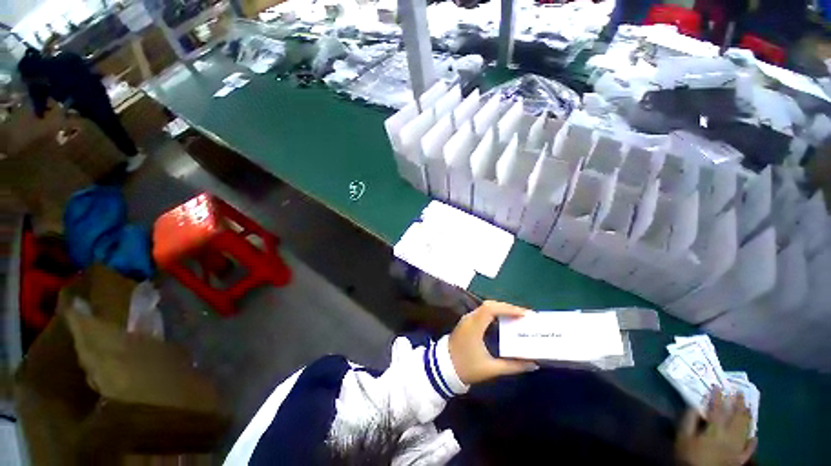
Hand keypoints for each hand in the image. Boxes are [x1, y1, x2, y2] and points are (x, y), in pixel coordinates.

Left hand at [448, 301, 537, 384]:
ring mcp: (466, 319)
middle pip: (489, 305)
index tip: (524, 314)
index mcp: (474, 326)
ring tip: (516, 316)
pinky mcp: (466, 323)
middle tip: (523, 315)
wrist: (443, 369)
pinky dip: (494, 313)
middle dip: (507, 307)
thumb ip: (512, 366)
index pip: (491, 309)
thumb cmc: (466, 368)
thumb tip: (532, 364)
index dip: (508, 308)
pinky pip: (482, 312)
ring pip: (485, 307)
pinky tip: (503, 320)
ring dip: (501, 309)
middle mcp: (470, 318)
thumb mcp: (490, 369)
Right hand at [675, 388, 757, 465]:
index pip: (718, 410)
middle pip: (736, 418)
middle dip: (739, 404)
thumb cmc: (689, 455)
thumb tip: (694, 406)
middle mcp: (730, 437)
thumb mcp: (683, 438)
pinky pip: (749, 448)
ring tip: (748, 407)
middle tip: (740, 392)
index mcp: (715, 431)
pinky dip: (752, 440)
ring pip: (745, 430)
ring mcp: (737, 449)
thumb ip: (689, 421)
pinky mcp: (740, 458)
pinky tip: (754, 435)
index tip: (718, 386)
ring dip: (747, 417)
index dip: (718, 397)